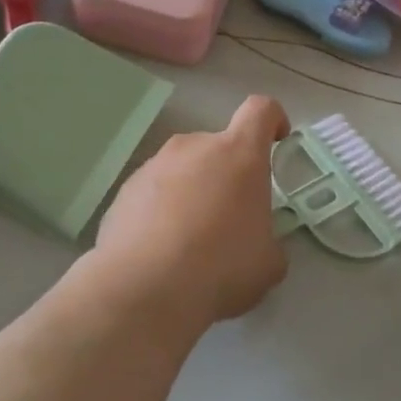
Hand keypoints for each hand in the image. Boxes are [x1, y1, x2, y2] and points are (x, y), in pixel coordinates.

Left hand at [96, 96, 292, 328]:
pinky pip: (154, 191)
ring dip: (193, 191)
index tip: (276, 142)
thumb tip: (258, 244)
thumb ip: (269, 241)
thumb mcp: (267, 263)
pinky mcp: (124, 190)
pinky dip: (161, 210)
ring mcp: (154, 165)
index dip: (272, 120)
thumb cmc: (220, 267)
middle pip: (218, 146)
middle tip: (230, 218)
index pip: (260, 111)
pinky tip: (160, 250)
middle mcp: (194, 147)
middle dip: (228, 174)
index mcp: (239, 155)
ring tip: (190, 240)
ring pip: (183, 169)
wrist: (143, 289)